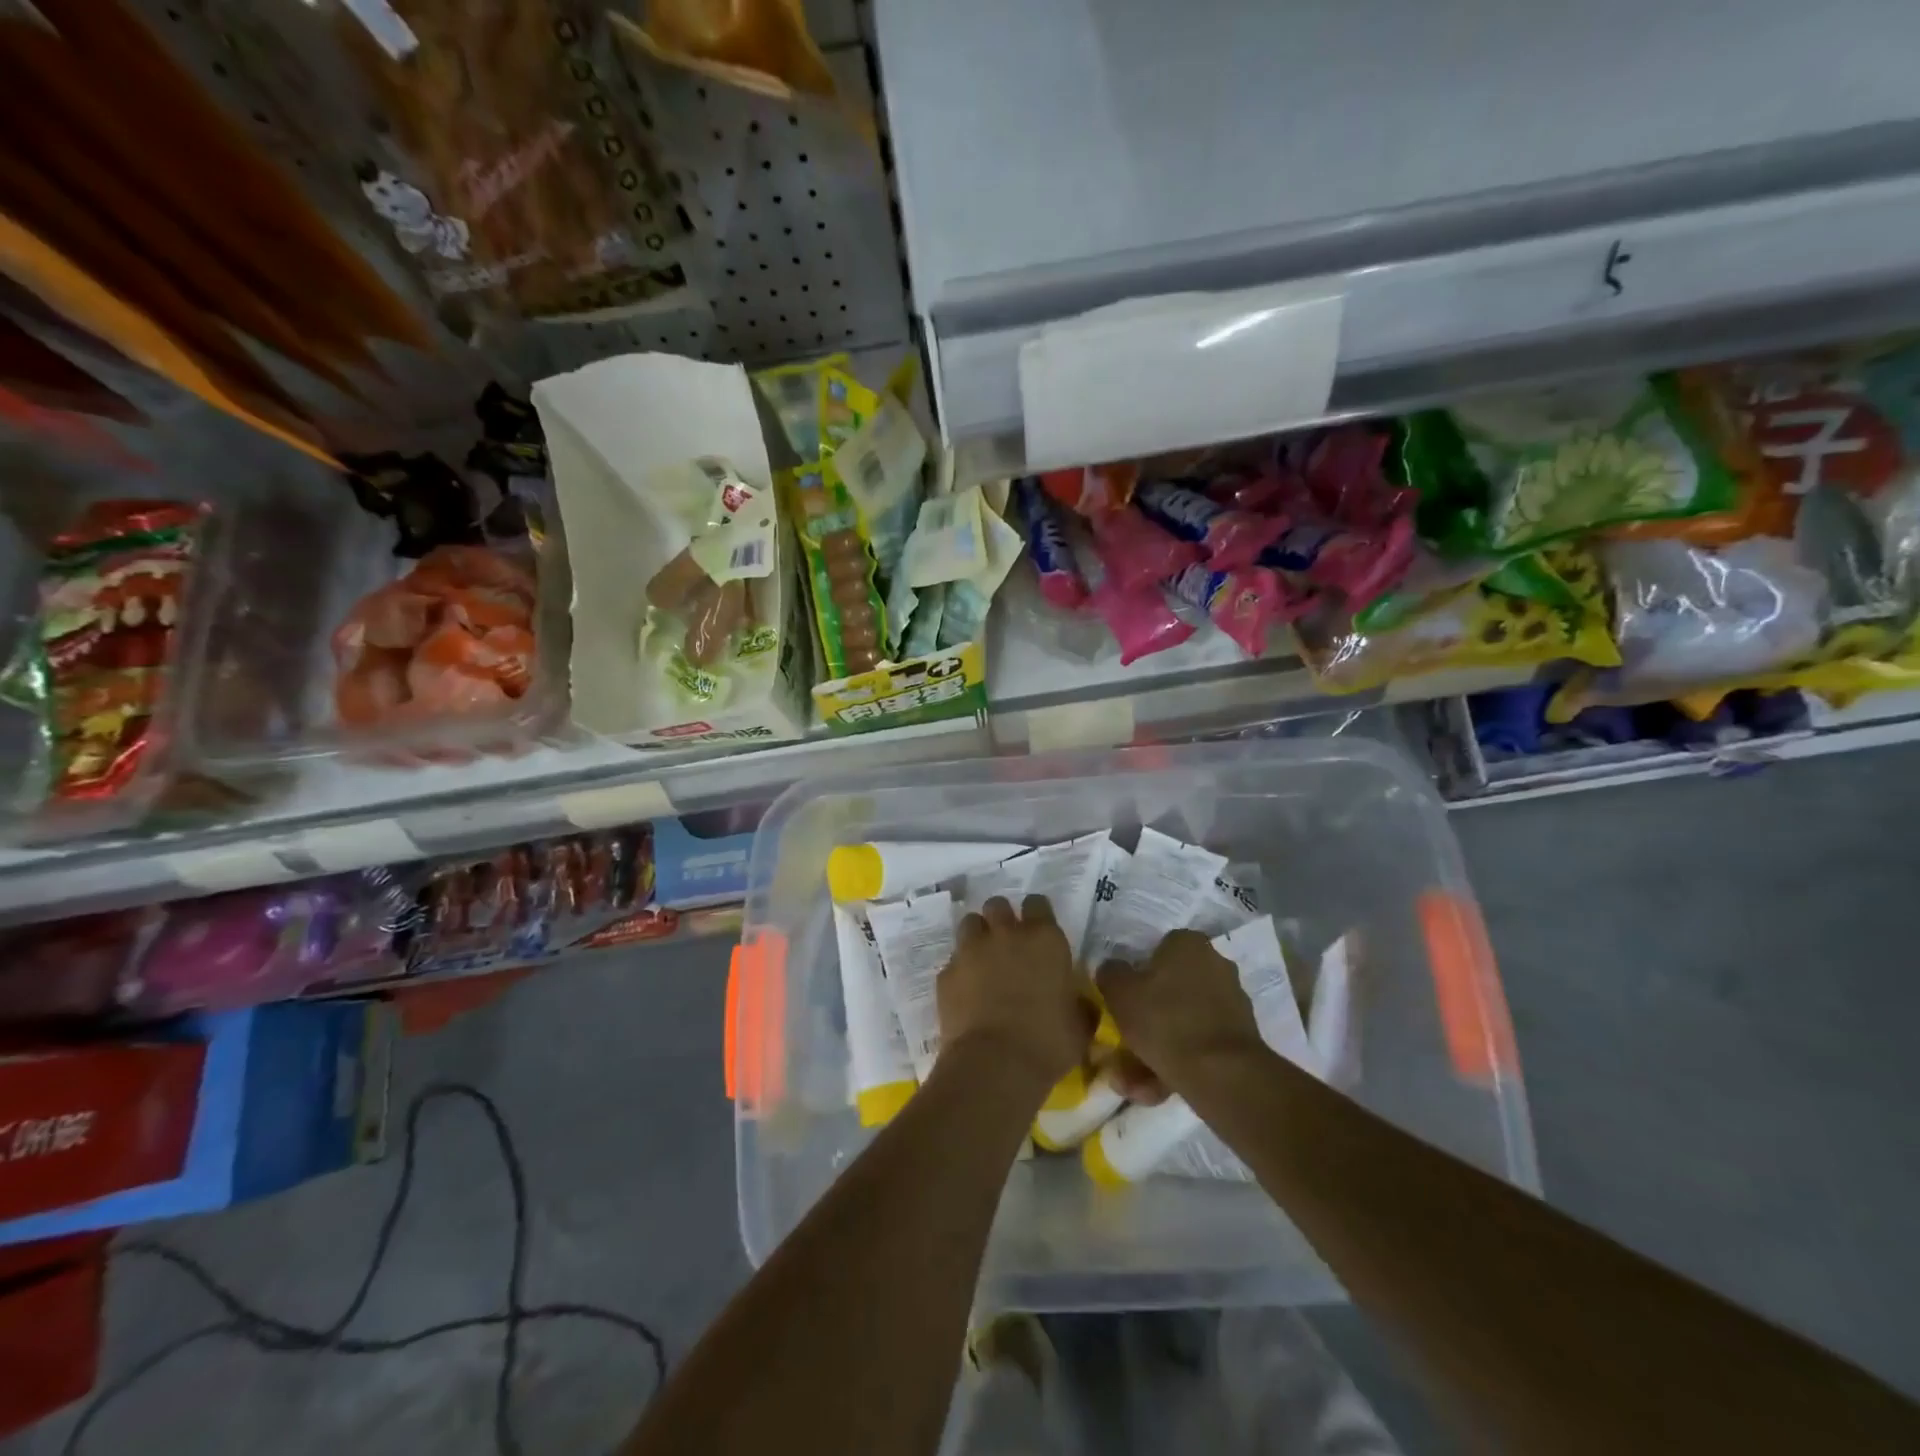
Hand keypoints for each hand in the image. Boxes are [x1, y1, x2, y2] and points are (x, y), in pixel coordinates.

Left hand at [941, 896, 1094, 1091]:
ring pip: (970, 923)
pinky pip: (953, 961)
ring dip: (977, 936)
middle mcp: (1005, 935)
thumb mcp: (1080, 1026)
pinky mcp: (946, 973)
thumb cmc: (1047, 1043)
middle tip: (1008, 943)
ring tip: (983, 960)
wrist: (994, 1064)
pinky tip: (966, 992)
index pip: (1038, 903)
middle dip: (1001, 918)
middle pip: (997, 905)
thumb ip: (1079, 1004)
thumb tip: (1078, 1001)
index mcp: (1044, 940)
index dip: (1037, 914)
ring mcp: (971, 951)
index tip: (1039, 931)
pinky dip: (960, 971)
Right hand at [1095, 928, 1262, 1099]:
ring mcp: (1232, 1004)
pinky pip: (1197, 1047)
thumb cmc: (1165, 1020)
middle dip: (1144, 1021)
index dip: (1136, 975)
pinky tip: (1154, 1091)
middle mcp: (1215, 966)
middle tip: (1122, 1046)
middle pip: (1169, 991)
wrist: (1222, 1075)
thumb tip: (1113, 971)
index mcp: (1189, 944)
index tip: (1121, 1000)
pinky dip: (1176, 1065)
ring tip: (1132, 1083)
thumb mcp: (1119, 992)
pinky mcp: (1239, 1040)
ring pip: (1181, 1024)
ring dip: (1155, 1050)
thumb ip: (1111, 974)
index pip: (1156, 950)